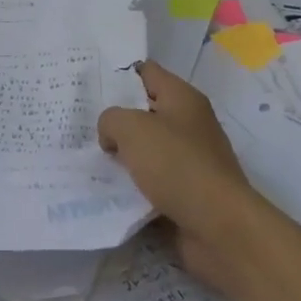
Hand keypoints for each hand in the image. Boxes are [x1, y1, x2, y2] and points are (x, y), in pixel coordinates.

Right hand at [97, 61, 266, 289]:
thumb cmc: (177, 166)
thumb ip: (111, 120)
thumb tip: (111, 136)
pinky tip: (107, 190)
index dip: (118, 76)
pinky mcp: (187, 192)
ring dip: (122, 156)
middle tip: (80, 125)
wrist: (219, 228)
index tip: (88, 86)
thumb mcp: (132, 129)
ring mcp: (190, 160)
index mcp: (183, 98)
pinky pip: (151, 181)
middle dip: (115, 119)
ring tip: (87, 159)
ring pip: (146, 149)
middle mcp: (189, 124)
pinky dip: (132, 185)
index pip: (146, 72)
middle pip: (144, 112)